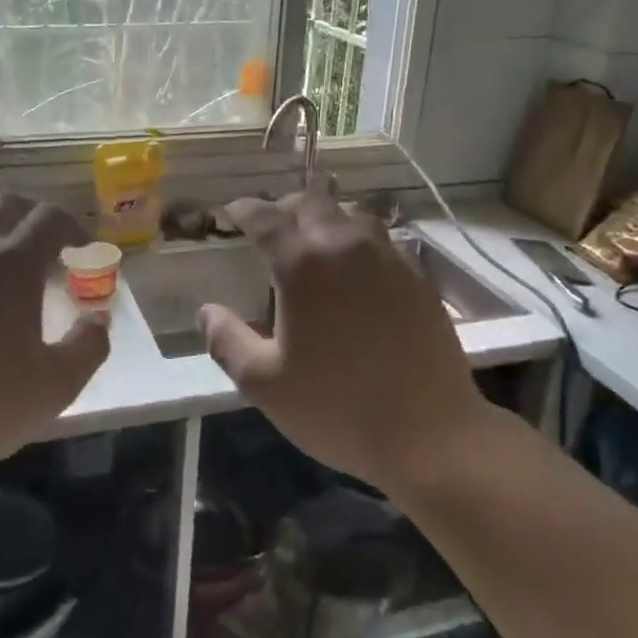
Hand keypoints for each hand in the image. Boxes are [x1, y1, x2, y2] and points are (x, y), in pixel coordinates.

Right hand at [200, 193, 485, 496]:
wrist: (430, 433)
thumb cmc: (338, 407)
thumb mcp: (264, 383)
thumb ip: (226, 341)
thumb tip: (207, 310)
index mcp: (303, 263)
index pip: (265, 216)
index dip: (243, 209)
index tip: (230, 212)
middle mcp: (346, 244)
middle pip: (310, 203)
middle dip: (283, 208)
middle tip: (269, 227)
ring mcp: (388, 257)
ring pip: (351, 213)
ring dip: (324, 217)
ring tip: (312, 239)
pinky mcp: (419, 276)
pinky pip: (382, 238)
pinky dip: (359, 239)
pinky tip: (356, 266)